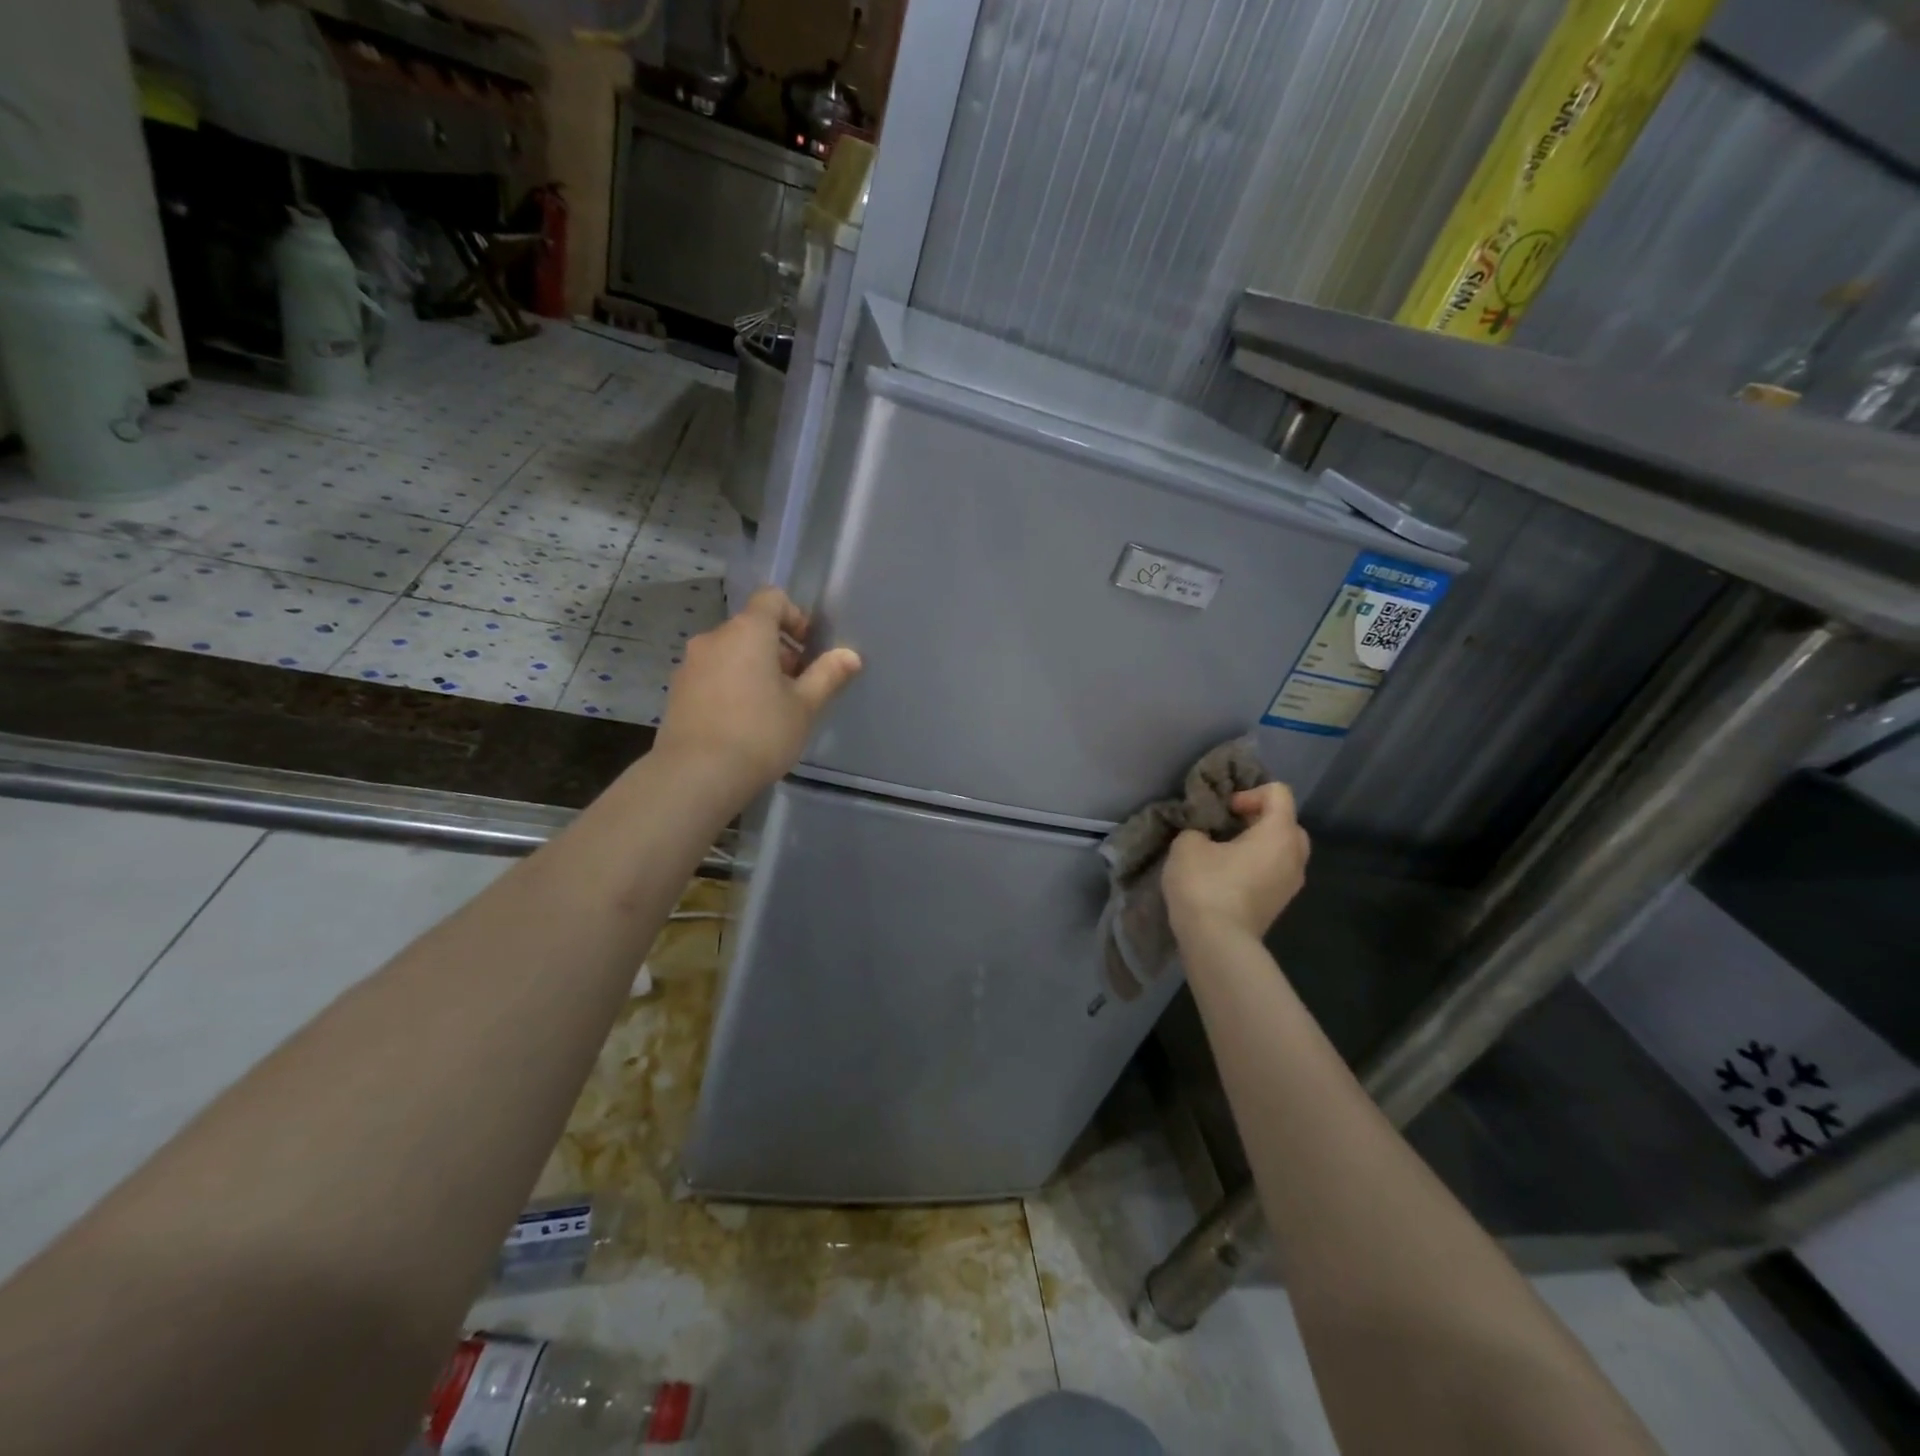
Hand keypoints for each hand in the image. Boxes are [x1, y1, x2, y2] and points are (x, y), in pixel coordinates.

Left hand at [655, 587, 861, 803]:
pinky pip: (712, 675)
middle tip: (797, 685)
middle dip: (778, 649)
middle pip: (751, 628)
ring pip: (730, 653)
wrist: (697, 774)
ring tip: (771, 707)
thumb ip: (828, 675)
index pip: (771, 598)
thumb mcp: (804, 706)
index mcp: (747, 631)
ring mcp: (690, 665)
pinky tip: (743, 721)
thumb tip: (850, 655)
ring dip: (754, 668)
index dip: (794, 615)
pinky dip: (731, 685)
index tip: (808, 647)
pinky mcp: (677, 691)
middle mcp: (714, 638)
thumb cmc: (760, 733)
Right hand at [1162, 782, 1310, 943]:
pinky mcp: (1279, 906)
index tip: (1224, 811)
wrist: (1217, 942)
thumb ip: (1199, 829)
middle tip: (1229, 828)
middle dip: (1259, 820)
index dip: (1249, 794)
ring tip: (1225, 854)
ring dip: (1258, 846)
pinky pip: (1274, 873)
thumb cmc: (1206, 885)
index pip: (1279, 793)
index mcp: (1279, 834)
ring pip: (1282, 851)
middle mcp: (1295, 857)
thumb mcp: (1188, 844)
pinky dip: (1257, 868)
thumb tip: (1206, 836)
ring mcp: (1291, 885)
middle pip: (1287, 823)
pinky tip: (1228, 877)